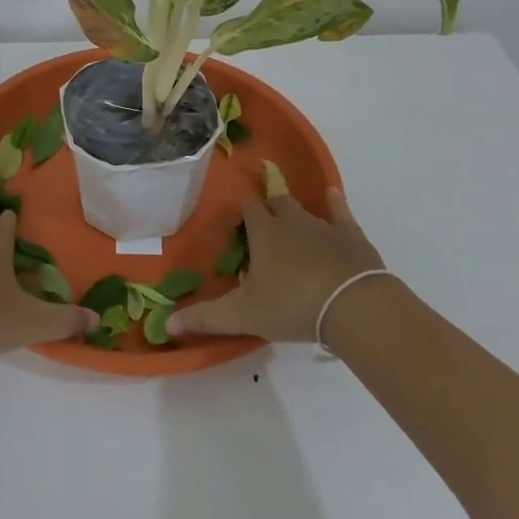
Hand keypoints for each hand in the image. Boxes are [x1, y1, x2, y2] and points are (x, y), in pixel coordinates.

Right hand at [169, 189, 386, 343]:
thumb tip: (166, 323)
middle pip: (276, 203)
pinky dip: (335, 203)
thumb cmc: (292, 305)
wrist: (352, 304)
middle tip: (265, 224)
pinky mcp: (351, 235)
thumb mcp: (243, 315)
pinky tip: (333, 195)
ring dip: (296, 213)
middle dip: (269, 208)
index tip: (239, 226)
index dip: (243, 215)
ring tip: (292, 222)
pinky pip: (341, 212)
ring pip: (304, 209)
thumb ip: (205, 318)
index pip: (248, 210)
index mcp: (264, 233)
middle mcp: (291, 220)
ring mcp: (323, 225)